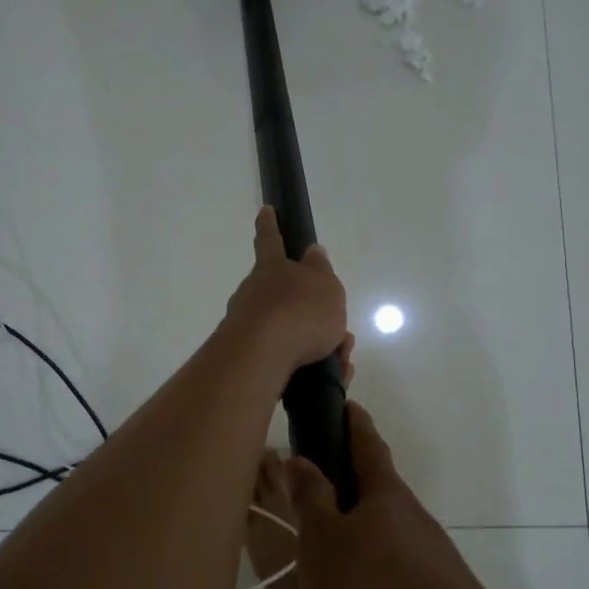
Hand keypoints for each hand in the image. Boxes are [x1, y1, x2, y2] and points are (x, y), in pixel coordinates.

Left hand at [225, 207, 348, 378]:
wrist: (261, 358)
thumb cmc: (299, 312)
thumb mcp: (324, 285)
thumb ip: (320, 269)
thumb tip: (312, 252)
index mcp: (272, 268)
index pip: (271, 239)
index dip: (270, 225)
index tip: (265, 210)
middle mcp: (254, 292)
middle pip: (285, 297)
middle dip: (312, 314)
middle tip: (340, 334)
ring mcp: (247, 324)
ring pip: (290, 331)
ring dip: (318, 344)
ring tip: (341, 362)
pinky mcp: (248, 356)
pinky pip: (286, 358)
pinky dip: (310, 367)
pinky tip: (330, 377)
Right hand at [284, 403, 502, 588]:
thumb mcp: (324, 539)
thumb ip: (309, 498)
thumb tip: (299, 458)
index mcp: (383, 499)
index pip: (365, 444)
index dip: (351, 423)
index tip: (344, 404)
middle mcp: (405, 532)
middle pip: (347, 536)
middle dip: (312, 575)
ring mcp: (419, 582)